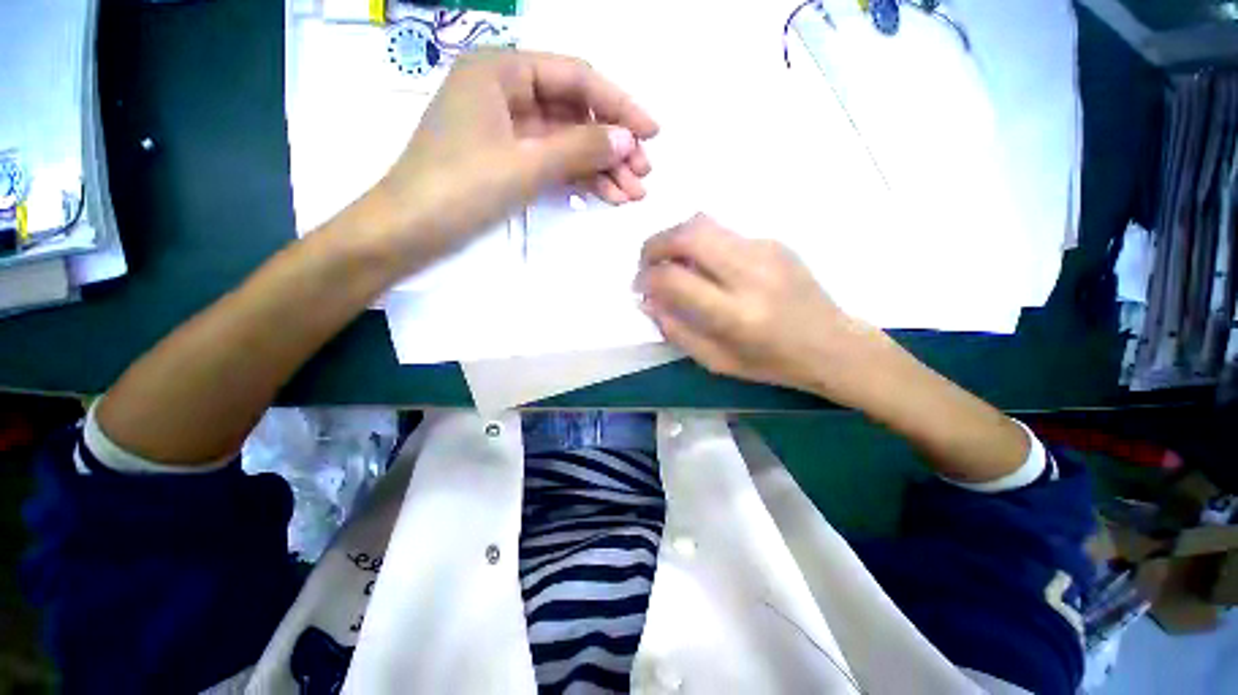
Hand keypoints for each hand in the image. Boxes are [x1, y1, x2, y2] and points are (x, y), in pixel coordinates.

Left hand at [365, 50, 659, 267]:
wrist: (410, 231)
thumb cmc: (460, 188)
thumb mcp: (526, 164)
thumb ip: (580, 148)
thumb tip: (629, 140)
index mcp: (501, 71)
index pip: (576, 79)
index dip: (619, 105)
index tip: (653, 133)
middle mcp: (506, 92)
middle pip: (575, 113)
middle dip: (612, 145)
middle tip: (643, 175)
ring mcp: (507, 129)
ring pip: (567, 142)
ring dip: (601, 167)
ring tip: (633, 194)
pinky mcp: (509, 160)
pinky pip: (553, 162)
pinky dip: (580, 178)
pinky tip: (607, 195)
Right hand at [636, 215, 887, 405]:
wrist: (832, 344)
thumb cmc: (772, 362)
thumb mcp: (716, 361)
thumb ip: (676, 330)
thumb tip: (649, 300)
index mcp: (735, 314)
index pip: (674, 279)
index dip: (647, 278)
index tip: (640, 286)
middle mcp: (750, 273)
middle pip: (688, 234)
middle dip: (654, 244)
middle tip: (646, 263)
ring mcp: (765, 250)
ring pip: (704, 222)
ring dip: (675, 238)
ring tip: (670, 261)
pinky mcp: (774, 241)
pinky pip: (724, 232)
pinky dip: (702, 244)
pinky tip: (706, 266)